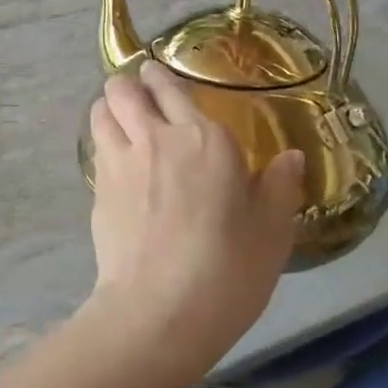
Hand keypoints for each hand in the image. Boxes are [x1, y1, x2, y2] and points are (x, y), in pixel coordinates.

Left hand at [84, 62, 303, 387]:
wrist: (160, 309)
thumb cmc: (228, 270)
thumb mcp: (272, 232)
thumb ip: (280, 186)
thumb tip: (291, 156)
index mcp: (205, 139)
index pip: (172, 88)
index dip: (160, 78)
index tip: (158, 77)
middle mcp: (156, 137)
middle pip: (124, 89)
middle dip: (128, 83)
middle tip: (137, 91)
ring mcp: (120, 160)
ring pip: (101, 110)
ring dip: (108, 106)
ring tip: (119, 115)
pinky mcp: (97, 188)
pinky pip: (96, 146)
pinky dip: (102, 139)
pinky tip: (114, 156)